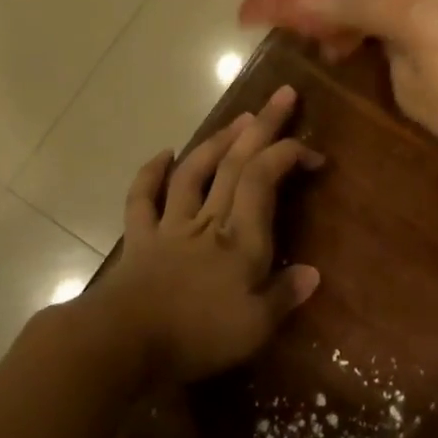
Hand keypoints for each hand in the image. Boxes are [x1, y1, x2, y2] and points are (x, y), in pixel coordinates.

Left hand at [94, 85, 322, 386]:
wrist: (123, 342)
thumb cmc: (197, 335)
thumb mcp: (255, 327)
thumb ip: (284, 296)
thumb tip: (313, 273)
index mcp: (240, 238)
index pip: (264, 179)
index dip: (288, 155)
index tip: (313, 153)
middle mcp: (208, 220)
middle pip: (235, 163)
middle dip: (262, 126)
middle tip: (282, 95)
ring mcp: (170, 225)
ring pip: (195, 171)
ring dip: (217, 141)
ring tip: (238, 118)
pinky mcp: (139, 238)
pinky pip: (143, 198)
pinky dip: (151, 173)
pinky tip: (164, 153)